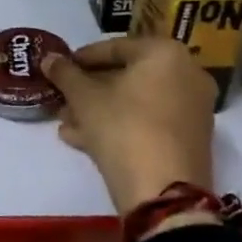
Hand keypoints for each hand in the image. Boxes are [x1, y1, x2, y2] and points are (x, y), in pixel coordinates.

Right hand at [43, 37, 217, 215]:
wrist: (164, 194)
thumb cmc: (123, 128)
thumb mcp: (84, 97)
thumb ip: (65, 73)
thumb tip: (49, 59)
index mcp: (165, 54)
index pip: (115, 47)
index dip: (81, 58)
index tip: (59, 69)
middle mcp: (187, 75)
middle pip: (127, 76)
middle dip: (89, 88)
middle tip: (62, 97)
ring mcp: (193, 109)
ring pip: (136, 102)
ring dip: (99, 109)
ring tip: (67, 122)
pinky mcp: (190, 140)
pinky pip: (149, 122)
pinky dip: (120, 125)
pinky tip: (83, 139)